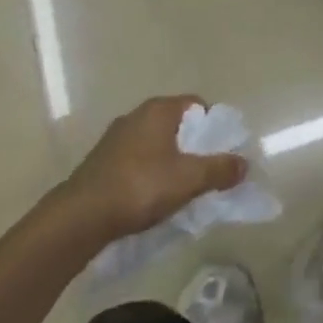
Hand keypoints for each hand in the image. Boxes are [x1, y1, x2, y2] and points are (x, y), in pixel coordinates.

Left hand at [62, 95, 247, 242]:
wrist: (79, 217)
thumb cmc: (140, 187)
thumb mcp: (188, 180)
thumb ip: (219, 169)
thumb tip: (243, 163)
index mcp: (159, 110)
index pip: (197, 105)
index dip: (213, 126)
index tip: (220, 152)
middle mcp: (137, 114)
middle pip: (176, 124)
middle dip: (192, 146)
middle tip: (203, 172)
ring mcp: (116, 137)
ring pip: (155, 143)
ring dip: (169, 160)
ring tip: (178, 189)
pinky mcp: (101, 160)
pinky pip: (136, 159)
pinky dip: (148, 172)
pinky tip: (149, 197)